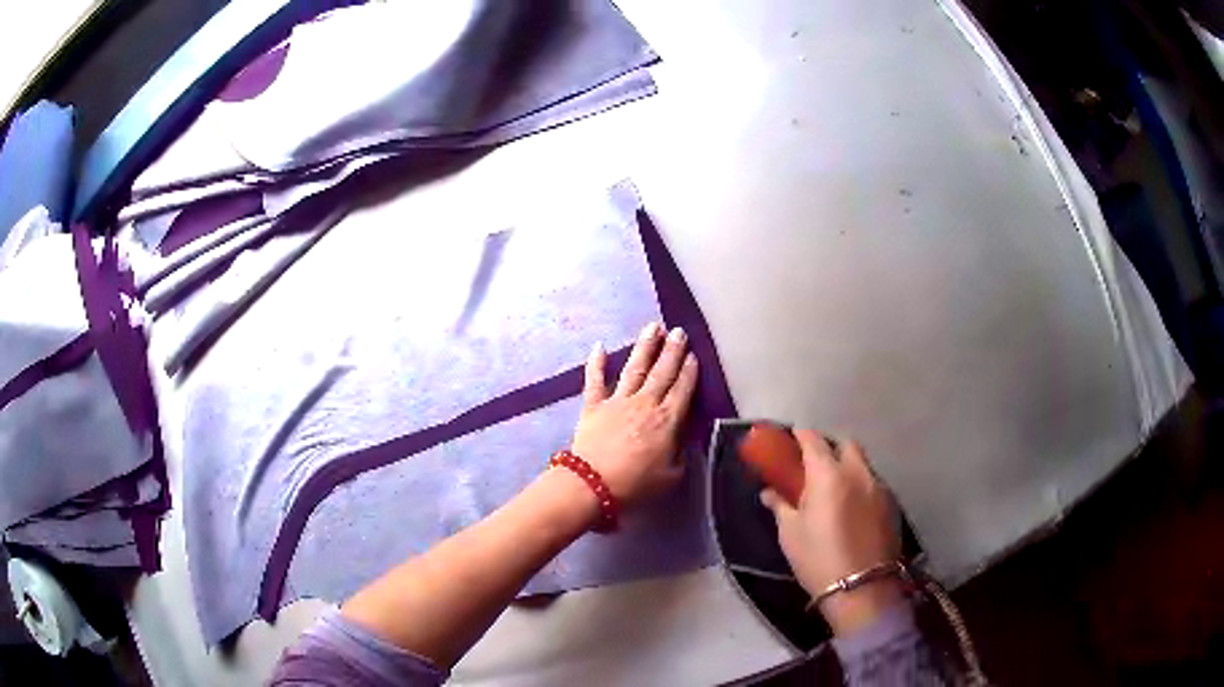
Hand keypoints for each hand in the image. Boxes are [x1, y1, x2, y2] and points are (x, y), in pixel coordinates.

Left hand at [571, 322, 698, 505]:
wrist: (593, 484)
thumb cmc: (636, 485)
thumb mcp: (672, 476)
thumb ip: (681, 454)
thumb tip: (684, 438)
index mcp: (667, 420)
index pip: (683, 389)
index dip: (689, 371)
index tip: (693, 354)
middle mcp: (645, 403)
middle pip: (662, 372)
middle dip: (672, 350)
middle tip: (679, 331)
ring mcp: (617, 401)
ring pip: (635, 368)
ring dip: (645, 346)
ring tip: (653, 326)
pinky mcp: (593, 406)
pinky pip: (595, 380)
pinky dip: (596, 363)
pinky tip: (600, 346)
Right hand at [761, 430, 903, 634]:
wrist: (862, 588)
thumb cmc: (818, 559)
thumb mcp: (790, 534)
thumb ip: (780, 505)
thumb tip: (769, 492)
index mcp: (829, 475)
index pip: (814, 440)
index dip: (800, 435)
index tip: (791, 438)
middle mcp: (858, 473)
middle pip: (845, 444)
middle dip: (830, 447)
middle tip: (814, 465)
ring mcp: (879, 487)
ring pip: (862, 464)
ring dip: (847, 466)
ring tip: (834, 489)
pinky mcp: (892, 504)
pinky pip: (873, 483)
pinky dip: (860, 485)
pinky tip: (852, 507)